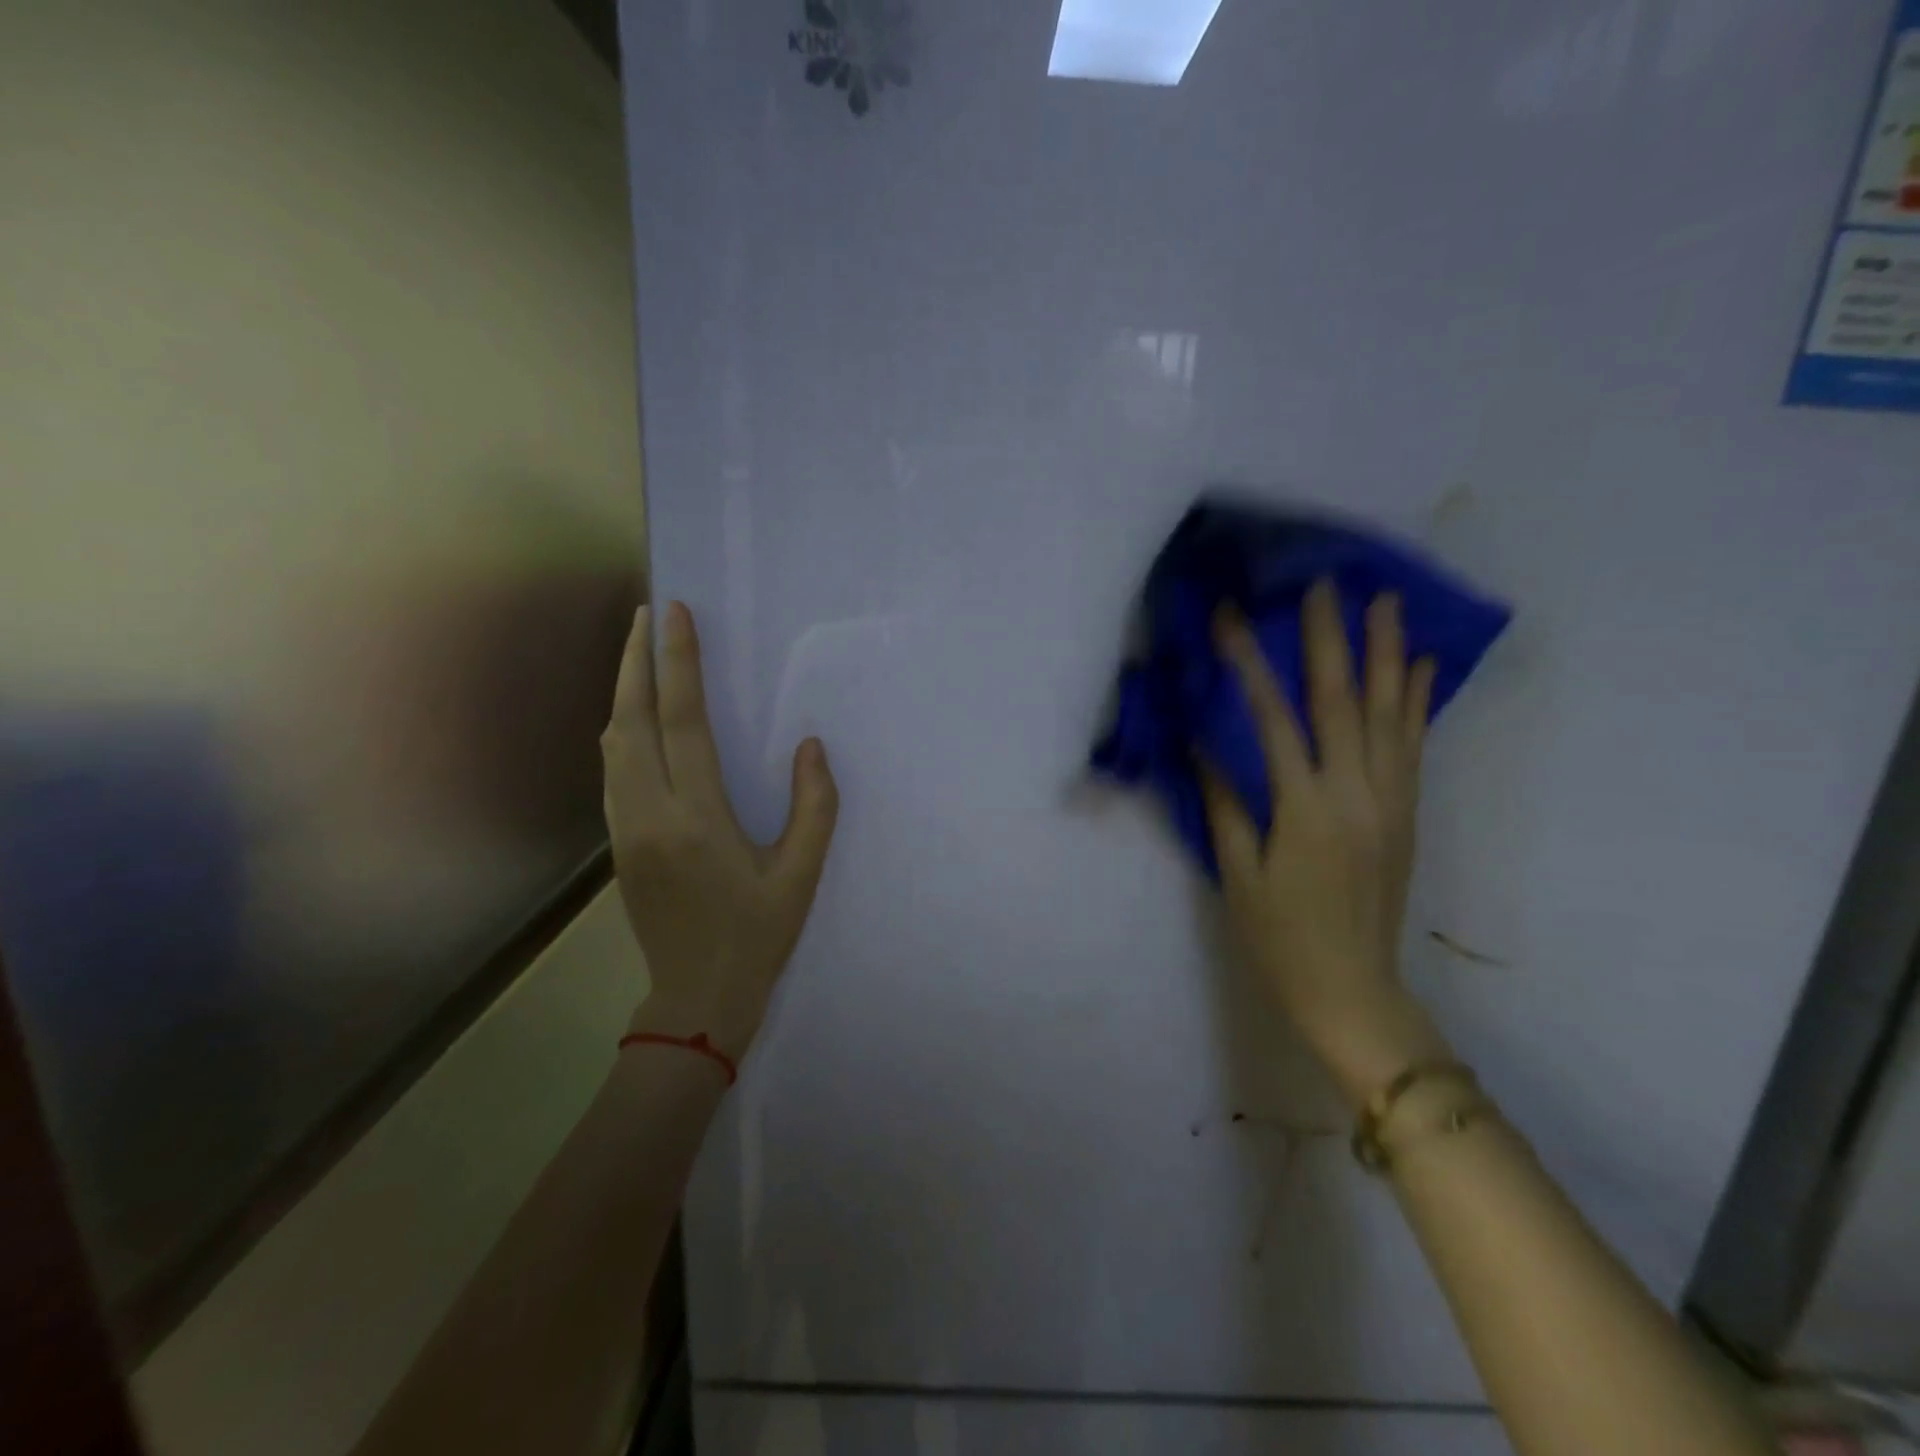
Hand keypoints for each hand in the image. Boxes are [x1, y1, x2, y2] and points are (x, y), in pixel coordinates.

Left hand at [602, 601, 838, 1062]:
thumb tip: (810, 746)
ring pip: (611, 744)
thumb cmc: (757, 935)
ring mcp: (625, 829)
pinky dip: (621, 729)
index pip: (682, 723)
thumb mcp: (801, 875)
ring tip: (639, 654)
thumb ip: (814, 807)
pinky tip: (636, 718)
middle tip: (645, 614)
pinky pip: (613, 770)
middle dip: (634, 661)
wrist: (696, 999)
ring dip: (622, 692)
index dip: (678, 664)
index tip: (673, 615)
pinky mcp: (619, 843)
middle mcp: (650, 815)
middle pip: (630, 721)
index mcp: (697, 819)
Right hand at [1200, 581, 1449, 1105]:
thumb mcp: (1238, 872)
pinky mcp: (1406, 813)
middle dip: (1331, 638)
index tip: (1232, 618)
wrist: (1352, 989)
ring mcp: (1389, 801)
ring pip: (1389, 714)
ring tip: (1386, 602)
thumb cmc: (1280, 936)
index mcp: (1305, 809)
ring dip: (1386, 654)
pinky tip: (1419, 667)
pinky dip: (1416, 702)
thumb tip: (1203, 744)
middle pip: (1342, 701)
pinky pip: (1413, 746)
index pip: (1273, 719)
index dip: (1249, 664)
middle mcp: (1356, 793)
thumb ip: (1224, 802)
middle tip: (1326, 583)